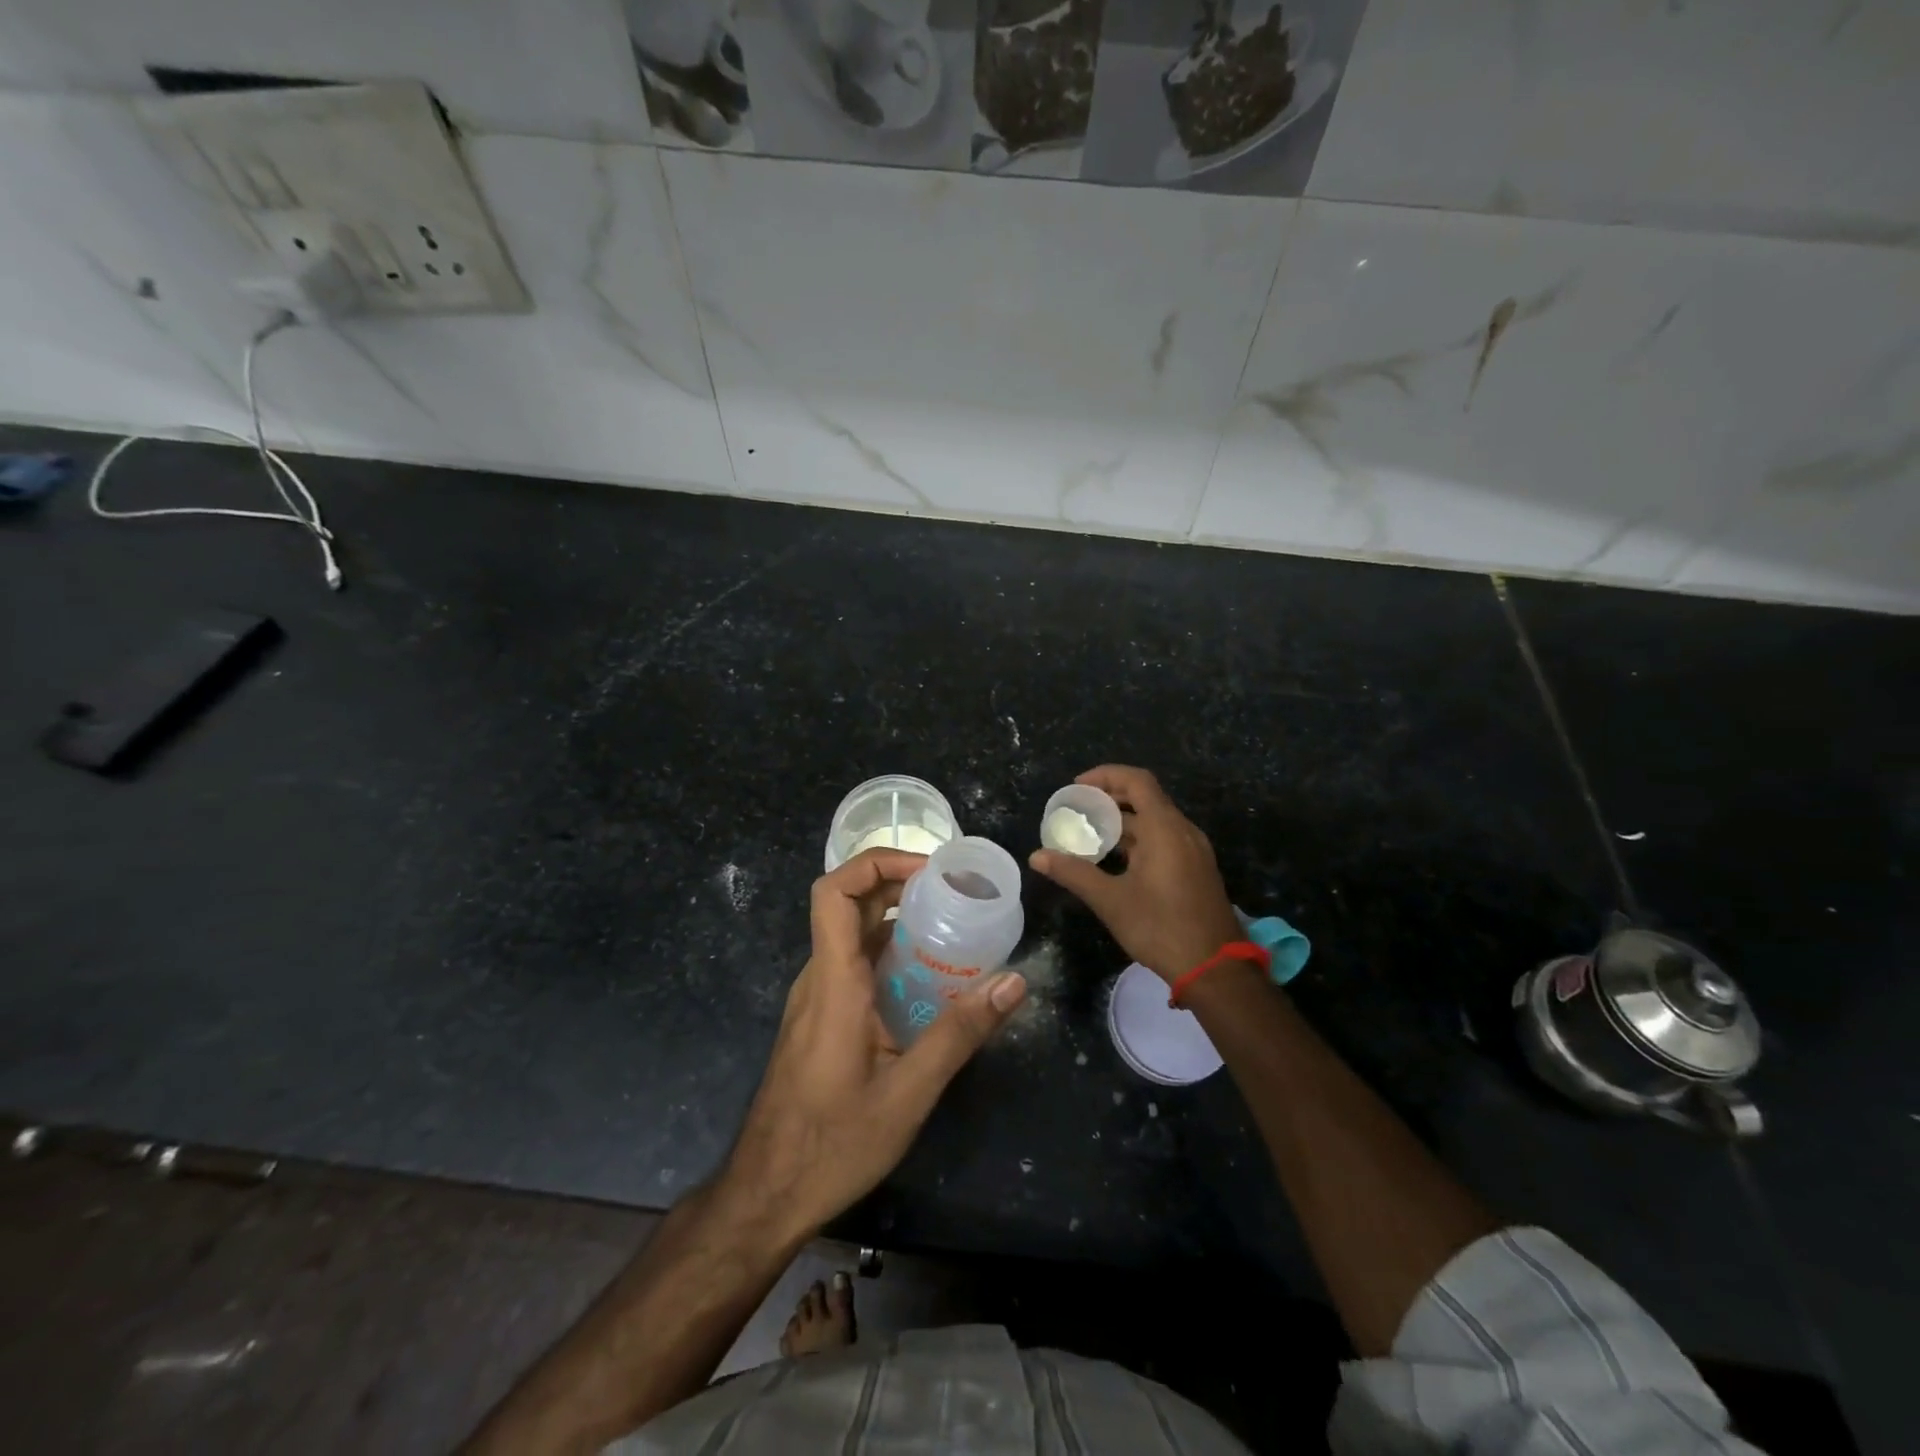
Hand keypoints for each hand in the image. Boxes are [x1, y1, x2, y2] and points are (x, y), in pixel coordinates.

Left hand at [721, 848, 1027, 1241]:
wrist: (766, 1194)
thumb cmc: (833, 1143)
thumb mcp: (908, 1093)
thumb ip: (960, 1034)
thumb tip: (1013, 982)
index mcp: (834, 981)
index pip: (834, 892)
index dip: (877, 862)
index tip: (930, 871)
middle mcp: (820, 977)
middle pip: (850, 904)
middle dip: (901, 884)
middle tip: (956, 894)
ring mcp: (816, 997)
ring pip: (854, 934)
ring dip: (898, 919)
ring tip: (952, 929)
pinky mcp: (821, 1017)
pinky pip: (854, 964)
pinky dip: (890, 953)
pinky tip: (929, 981)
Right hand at [1030, 765, 1241, 984]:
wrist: (1215, 970)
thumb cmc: (1161, 928)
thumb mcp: (1111, 900)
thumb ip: (1074, 873)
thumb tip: (1037, 857)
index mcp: (1165, 828)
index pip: (1136, 781)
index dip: (1105, 776)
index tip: (1076, 788)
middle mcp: (1184, 831)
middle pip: (1146, 798)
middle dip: (1110, 799)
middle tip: (1077, 810)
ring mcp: (1194, 851)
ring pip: (1155, 821)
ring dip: (1123, 822)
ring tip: (1090, 834)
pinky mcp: (1197, 870)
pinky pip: (1165, 840)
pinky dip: (1139, 839)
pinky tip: (1116, 860)